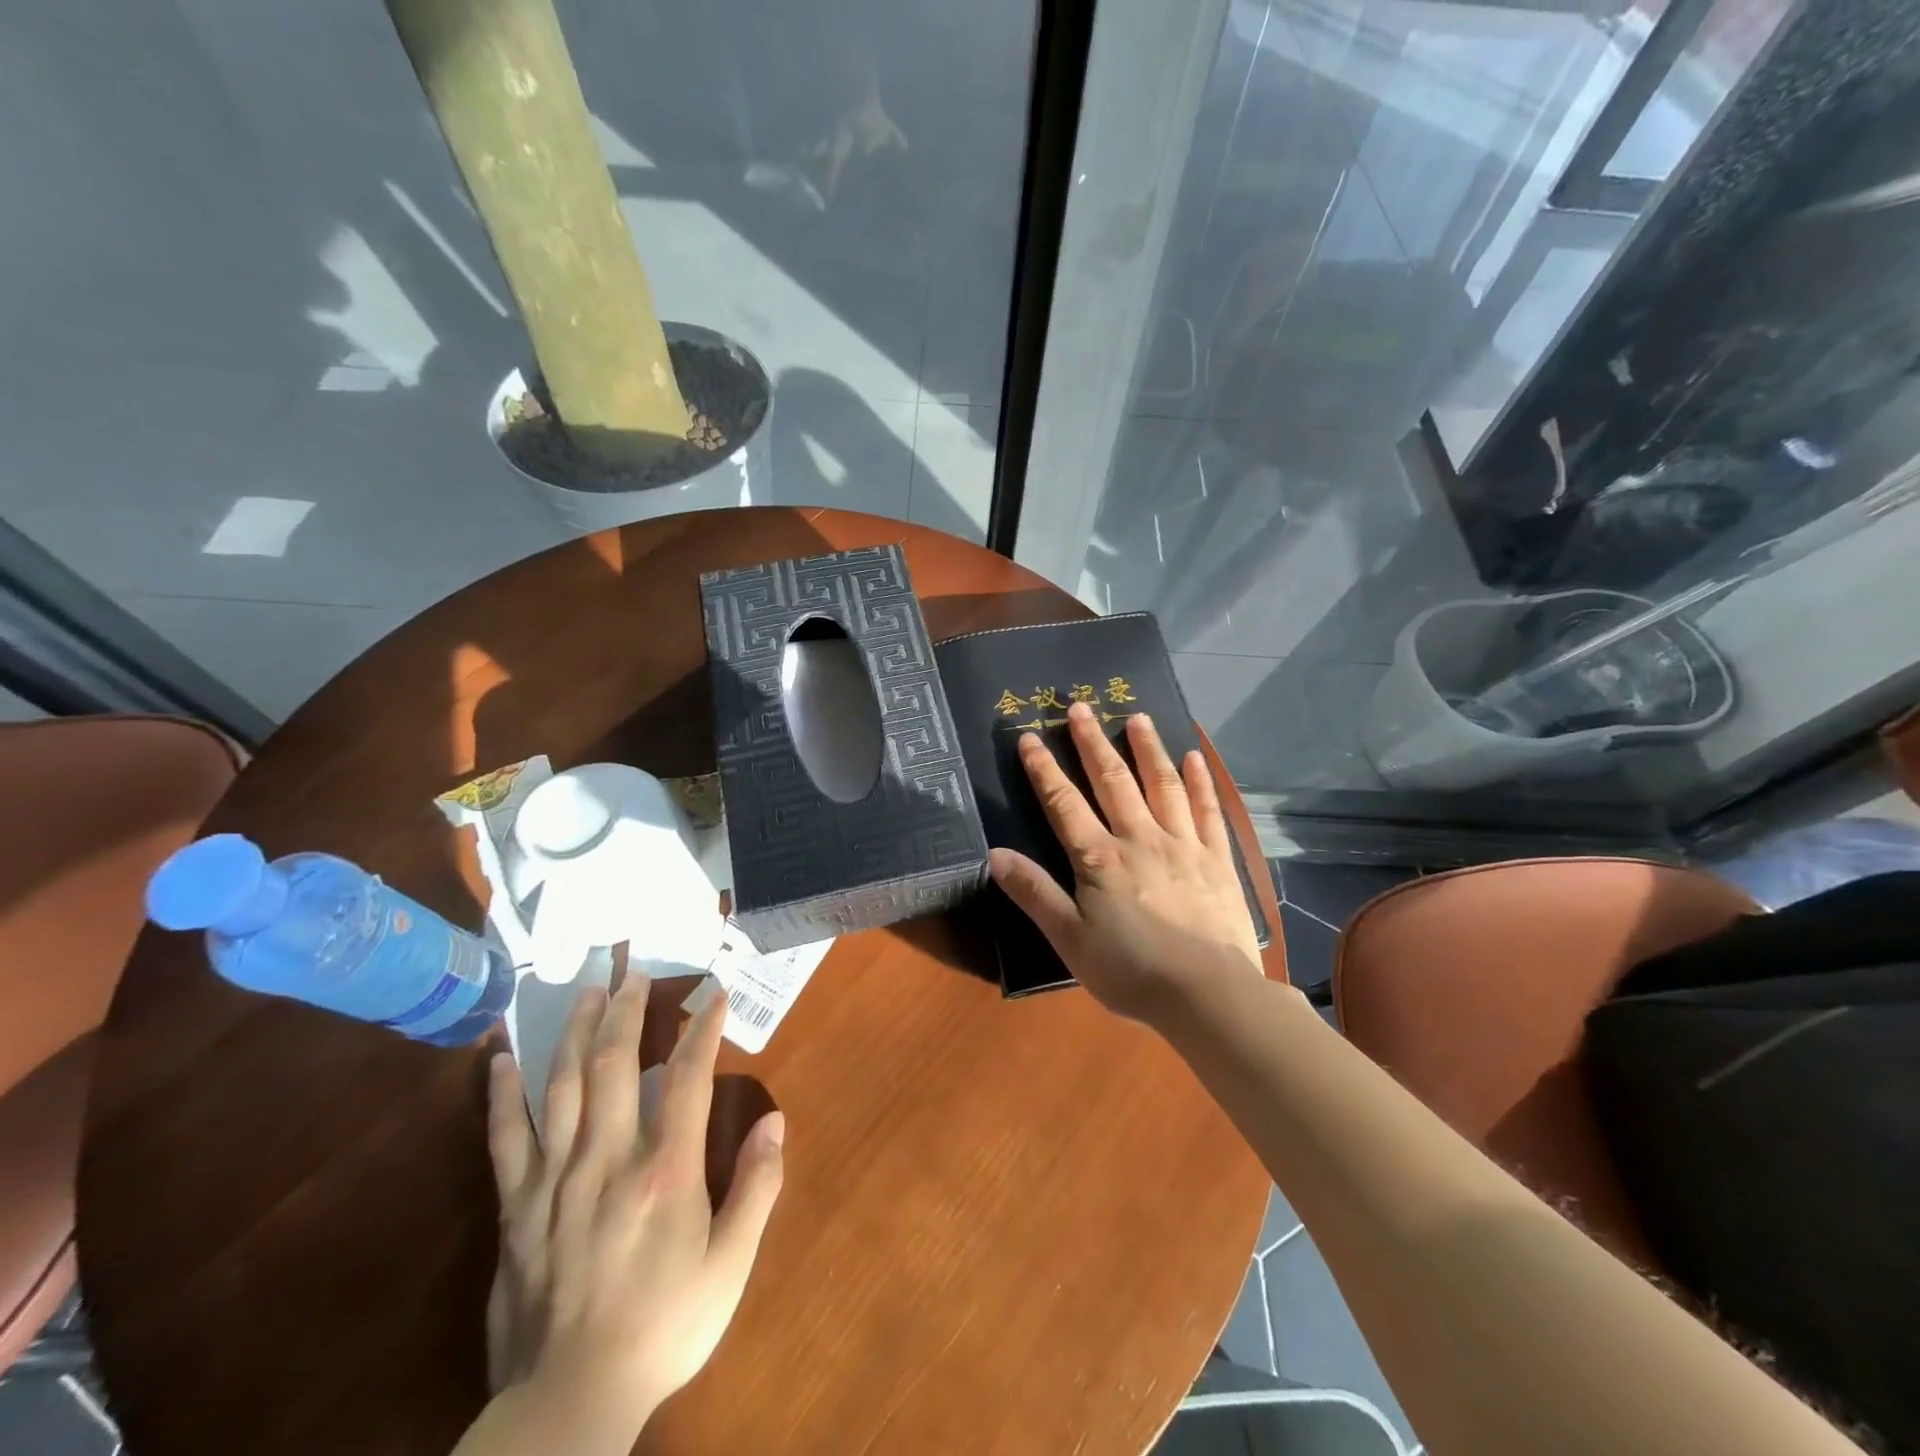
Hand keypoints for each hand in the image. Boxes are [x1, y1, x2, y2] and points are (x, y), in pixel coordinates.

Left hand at [484, 977, 784, 1437]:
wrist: (569, 1404)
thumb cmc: (664, 1327)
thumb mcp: (729, 1266)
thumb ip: (756, 1189)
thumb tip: (775, 1121)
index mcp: (666, 1171)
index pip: (690, 1076)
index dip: (704, 1028)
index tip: (713, 993)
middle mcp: (609, 1159)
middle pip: (616, 1064)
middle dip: (629, 1010)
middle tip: (636, 971)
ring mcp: (555, 1179)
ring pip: (562, 1086)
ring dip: (576, 1030)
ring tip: (587, 990)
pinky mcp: (517, 1206)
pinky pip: (505, 1138)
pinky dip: (501, 1093)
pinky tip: (499, 1057)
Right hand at [988, 703, 1264, 1024]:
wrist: (1208, 995)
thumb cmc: (1131, 971)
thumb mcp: (1070, 940)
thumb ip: (1034, 894)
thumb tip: (995, 854)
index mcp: (1100, 859)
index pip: (1064, 804)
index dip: (1044, 769)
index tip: (1031, 737)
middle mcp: (1140, 839)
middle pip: (1112, 782)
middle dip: (1093, 743)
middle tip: (1080, 706)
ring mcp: (1183, 845)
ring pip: (1161, 785)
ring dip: (1147, 749)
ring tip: (1137, 717)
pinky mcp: (1217, 860)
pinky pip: (1207, 811)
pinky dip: (1199, 782)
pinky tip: (1193, 758)